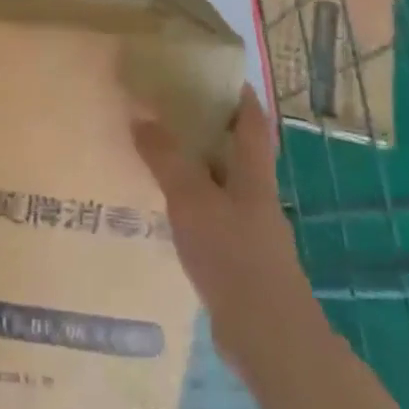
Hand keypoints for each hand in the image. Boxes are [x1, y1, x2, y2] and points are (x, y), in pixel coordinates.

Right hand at [131, 85, 315, 371]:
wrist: (266, 335)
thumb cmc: (234, 256)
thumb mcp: (193, 200)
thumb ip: (167, 159)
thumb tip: (141, 116)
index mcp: (254, 177)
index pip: (253, 125)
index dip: (241, 97)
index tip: (219, 73)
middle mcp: (254, 198)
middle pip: (236, 154)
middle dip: (209, 130)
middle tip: (168, 109)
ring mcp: (247, 230)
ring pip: (219, 186)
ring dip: (194, 168)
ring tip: (153, 153)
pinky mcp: (234, 258)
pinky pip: (207, 216)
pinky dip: (187, 203)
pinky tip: (160, 209)